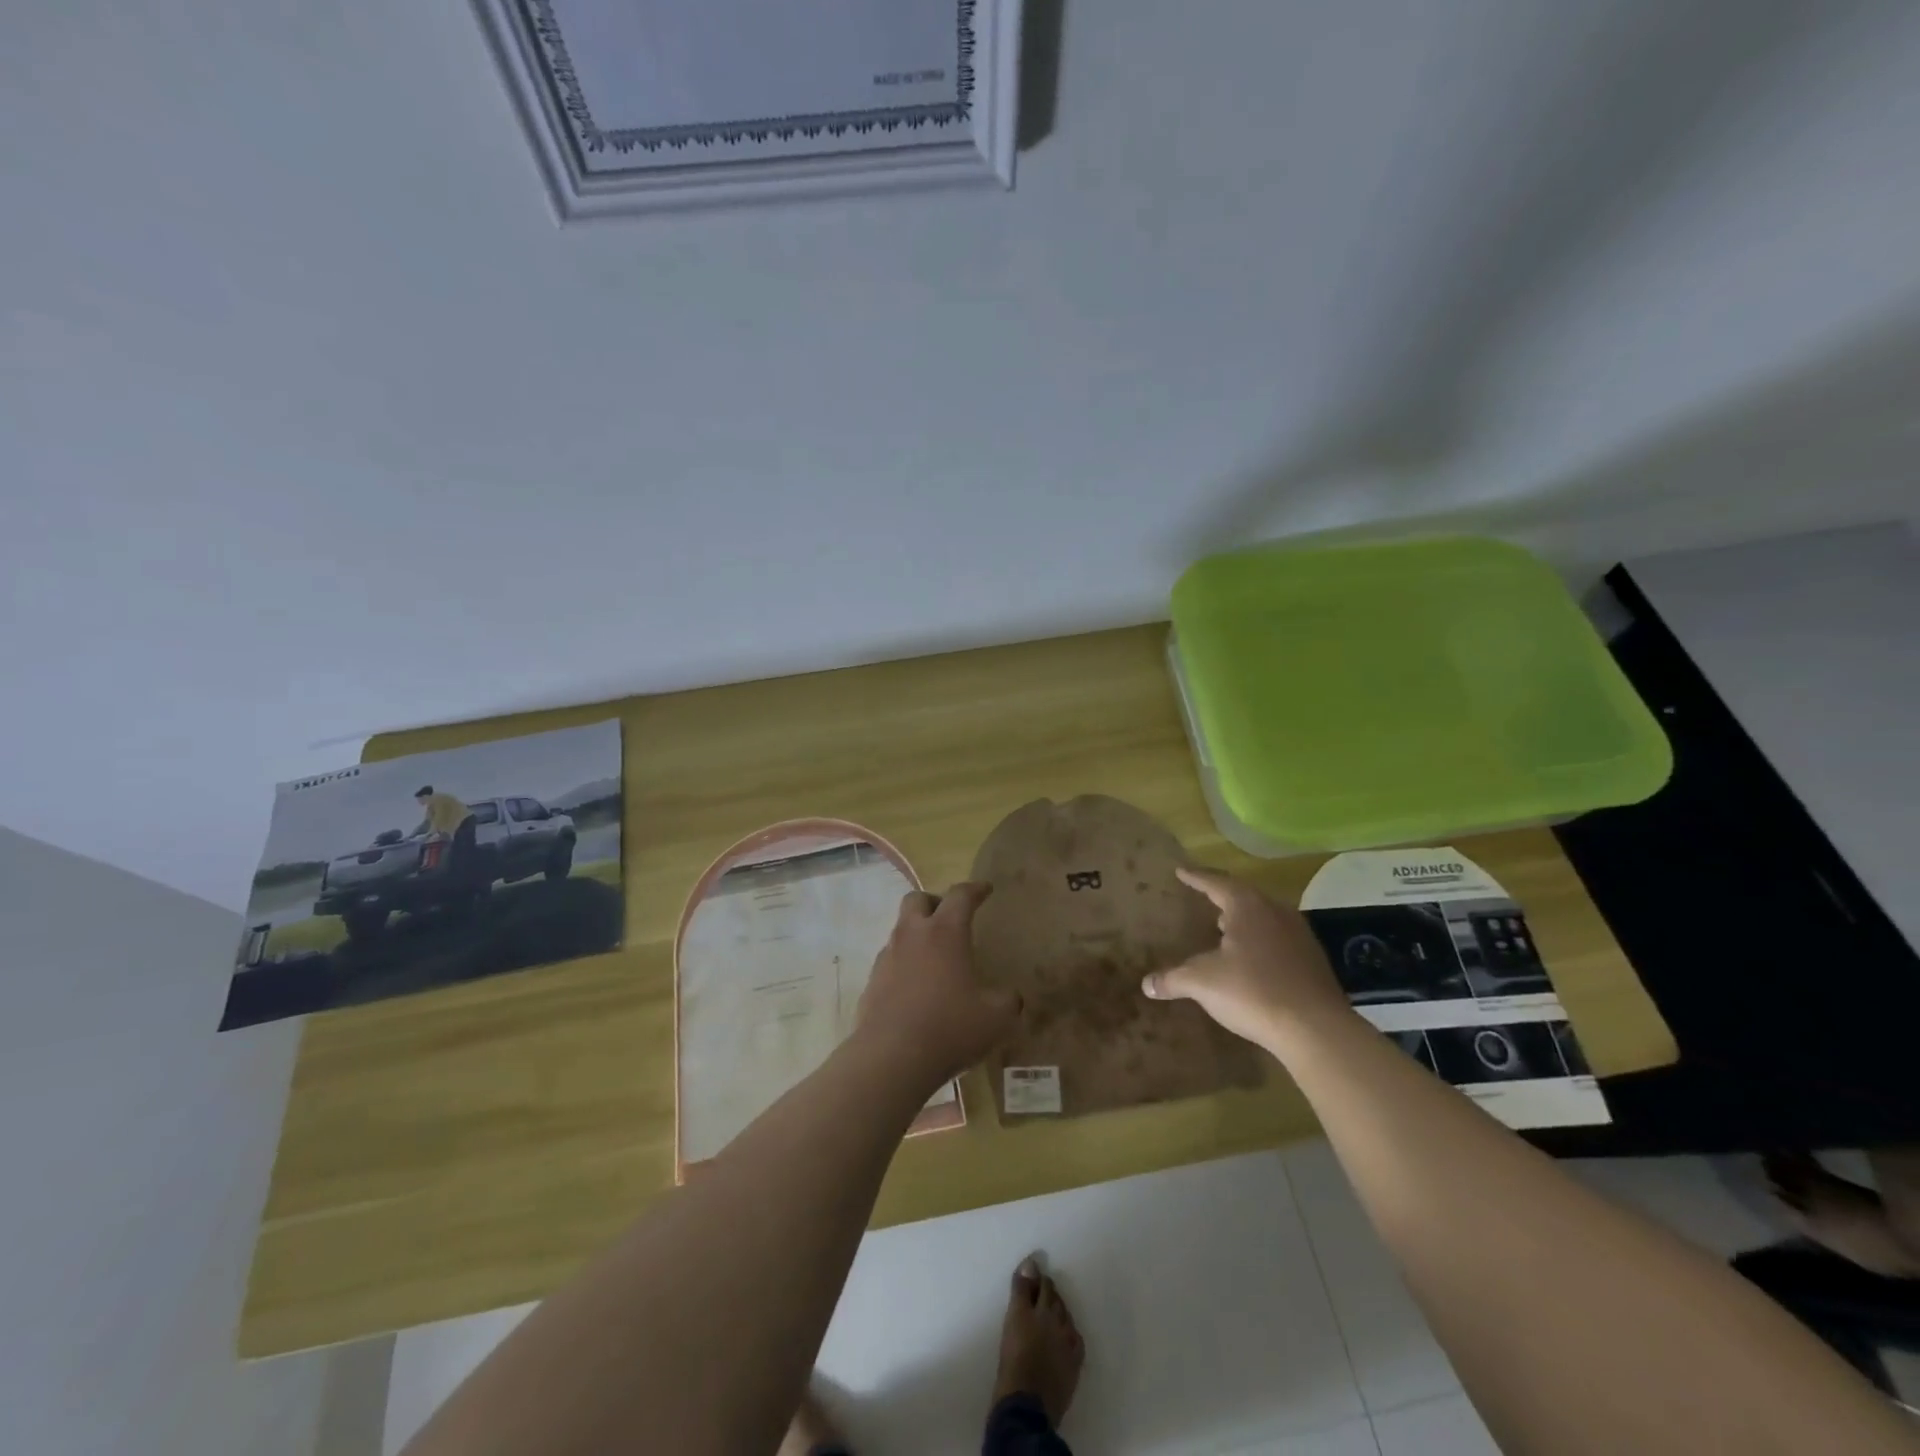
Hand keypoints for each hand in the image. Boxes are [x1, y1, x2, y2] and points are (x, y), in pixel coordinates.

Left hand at [854, 883, 1020, 1087]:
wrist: (891, 1058)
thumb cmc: (950, 1028)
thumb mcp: (996, 1018)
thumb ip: (1008, 1001)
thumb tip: (1010, 997)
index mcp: (945, 932)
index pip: (960, 896)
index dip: (975, 889)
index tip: (985, 889)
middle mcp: (912, 936)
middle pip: (917, 899)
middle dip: (934, 902)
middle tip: (950, 918)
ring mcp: (887, 958)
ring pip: (900, 930)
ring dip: (917, 935)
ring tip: (935, 958)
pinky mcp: (871, 983)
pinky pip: (890, 962)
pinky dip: (904, 965)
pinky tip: (916, 989)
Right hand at [1141, 866, 1351, 1047]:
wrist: (1316, 1028)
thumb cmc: (1253, 991)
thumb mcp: (1203, 983)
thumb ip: (1173, 978)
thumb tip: (1146, 984)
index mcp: (1247, 906)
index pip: (1216, 883)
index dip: (1196, 878)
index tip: (1181, 871)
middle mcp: (1276, 911)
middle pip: (1244, 896)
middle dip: (1223, 897)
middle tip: (1205, 898)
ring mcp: (1300, 935)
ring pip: (1265, 917)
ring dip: (1244, 920)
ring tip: (1226, 928)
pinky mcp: (1313, 960)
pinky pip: (1279, 939)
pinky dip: (1261, 941)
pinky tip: (1253, 959)